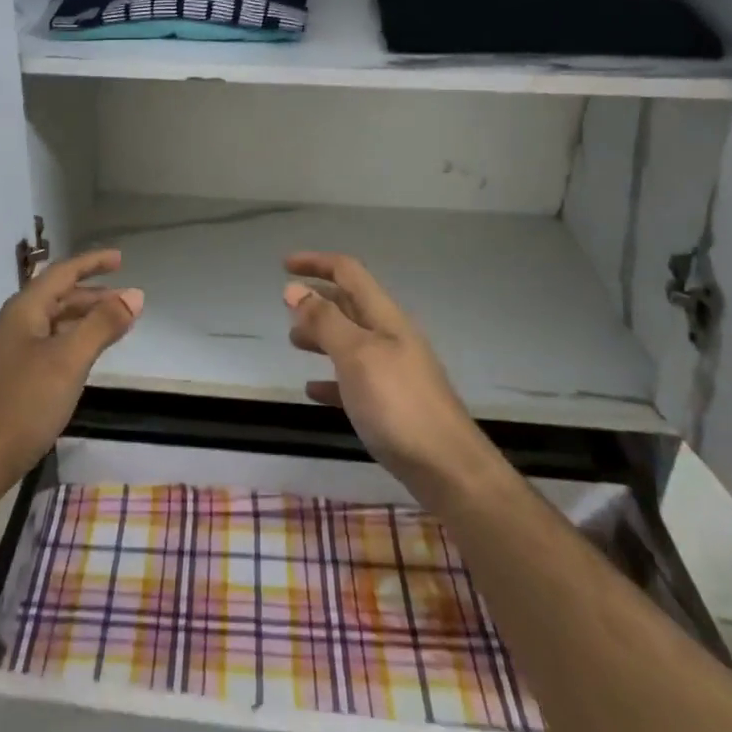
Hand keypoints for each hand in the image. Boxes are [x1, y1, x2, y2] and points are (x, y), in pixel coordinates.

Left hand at [0, 249, 142, 504]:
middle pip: (56, 297)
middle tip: (126, 300)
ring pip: (52, 323)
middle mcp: (13, 325)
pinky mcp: (9, 380)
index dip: (91, 263)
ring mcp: (8, 354)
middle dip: (92, 294)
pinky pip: (47, 346)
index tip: (120, 259)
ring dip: (83, 319)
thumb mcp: (68, 360)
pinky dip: (72, 341)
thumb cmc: (23, 404)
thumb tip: (135, 294)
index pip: (61, 273)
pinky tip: (83, 359)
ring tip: (113, 326)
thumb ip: (102, 325)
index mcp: (23, 311)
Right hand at [284, 253, 509, 509]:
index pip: (348, 273)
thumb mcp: (356, 355)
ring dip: (321, 335)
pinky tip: (313, 390)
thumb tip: (294, 288)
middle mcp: (390, 337)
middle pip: (350, 304)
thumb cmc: (398, 404)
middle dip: (317, 299)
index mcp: (384, 317)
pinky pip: (354, 380)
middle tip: (285, 307)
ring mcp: (393, 371)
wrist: (448, 469)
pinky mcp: (392, 404)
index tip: (284, 264)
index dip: (316, 263)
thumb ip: (324, 321)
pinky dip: (331, 378)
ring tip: (294, 342)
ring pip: (350, 340)